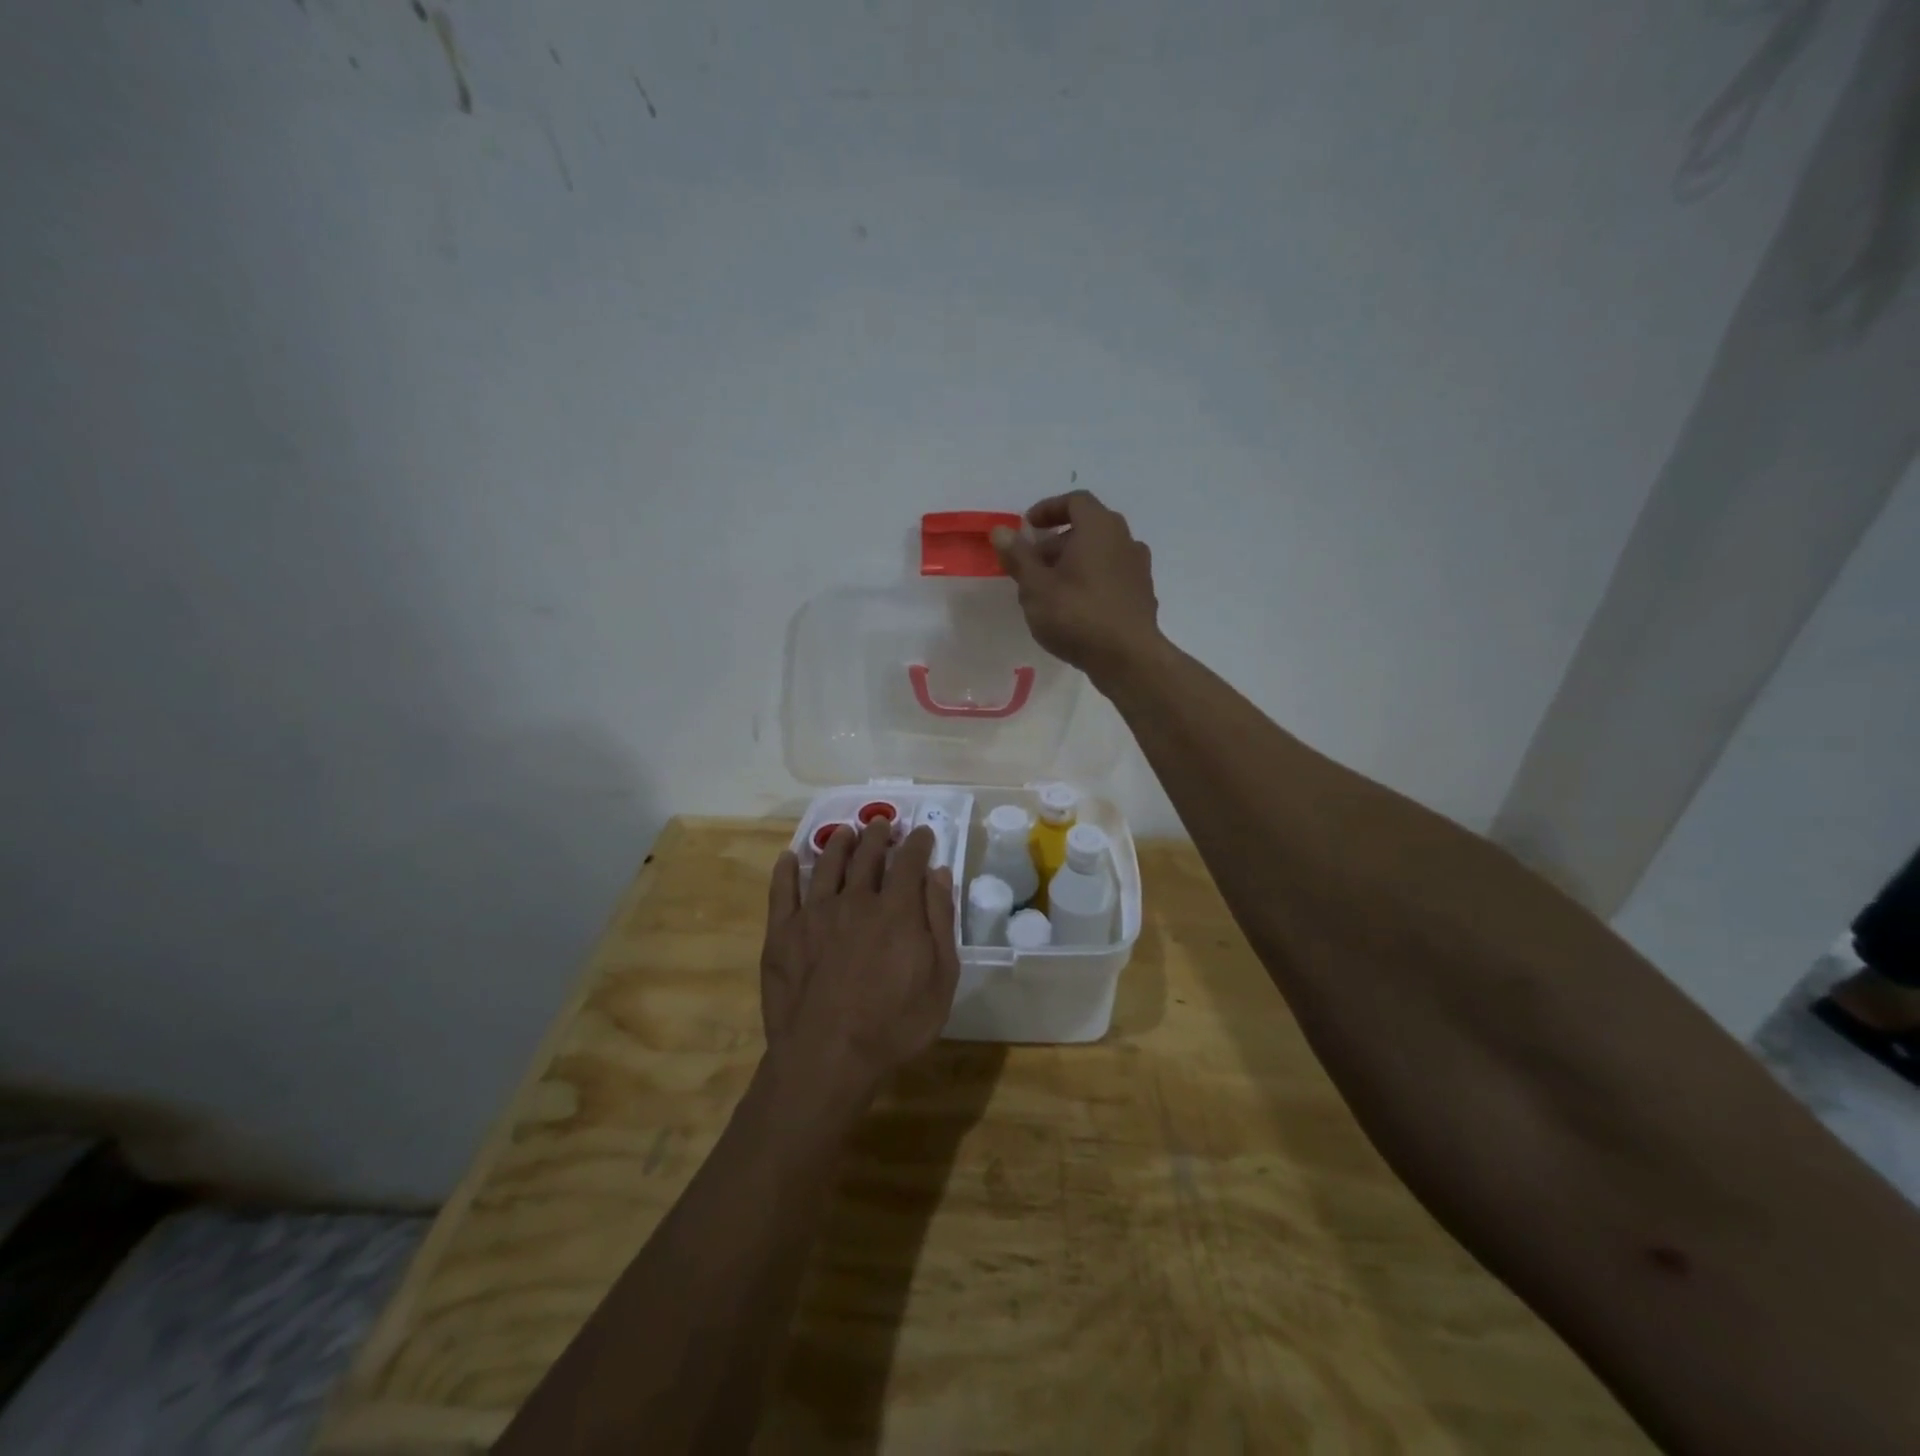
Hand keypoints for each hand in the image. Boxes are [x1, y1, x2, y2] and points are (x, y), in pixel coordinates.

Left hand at [760, 820, 960, 1097]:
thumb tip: (939, 873)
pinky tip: (790, 858)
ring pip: (827, 864)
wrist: (827, 1057)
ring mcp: (814, 913)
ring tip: (844, 832)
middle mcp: (855, 899)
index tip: (922, 833)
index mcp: (896, 909)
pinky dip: (787, 870)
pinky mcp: (782, 932)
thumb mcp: (940, 978)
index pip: (909, 861)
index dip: (918, 843)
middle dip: (878, 835)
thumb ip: (940, 921)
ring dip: (838, 843)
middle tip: (882, 823)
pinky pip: (782, 891)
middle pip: (867, 855)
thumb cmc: (895, 1024)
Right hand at [991, 490, 1162, 682]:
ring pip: (1100, 554)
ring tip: (1050, 590)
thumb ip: (1018, 556)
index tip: (1027, 528)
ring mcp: (1138, 568)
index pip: (1075, 501)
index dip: (1048, 509)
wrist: (1128, 658)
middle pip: (1088, 528)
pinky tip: (1075, 608)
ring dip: (1074, 563)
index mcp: (1099, 528)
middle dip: (1056, 542)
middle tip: (1032, 564)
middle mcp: (1124, 540)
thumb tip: (1001, 531)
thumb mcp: (1036, 587)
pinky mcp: (1142, 595)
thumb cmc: (1077, 615)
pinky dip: (1091, 581)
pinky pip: (1111, 576)